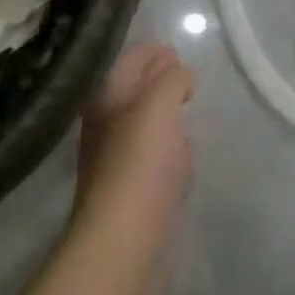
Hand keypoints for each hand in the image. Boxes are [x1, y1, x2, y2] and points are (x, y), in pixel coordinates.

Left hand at [74, 43, 195, 239]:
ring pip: (144, 122)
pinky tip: (184, 153)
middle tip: (187, 77)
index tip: (179, 51)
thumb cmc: (139, 164)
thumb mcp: (158, 104)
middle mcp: (106, 124)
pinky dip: (169, 146)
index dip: (154, 51)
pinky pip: (153, 155)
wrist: (123, 243)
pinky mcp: (132, 191)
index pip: (131, 59)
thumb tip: (180, 75)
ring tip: (188, 107)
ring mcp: (117, 159)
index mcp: (107, 98)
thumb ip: (171, 79)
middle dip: (160, 78)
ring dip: (164, 112)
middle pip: (136, 89)